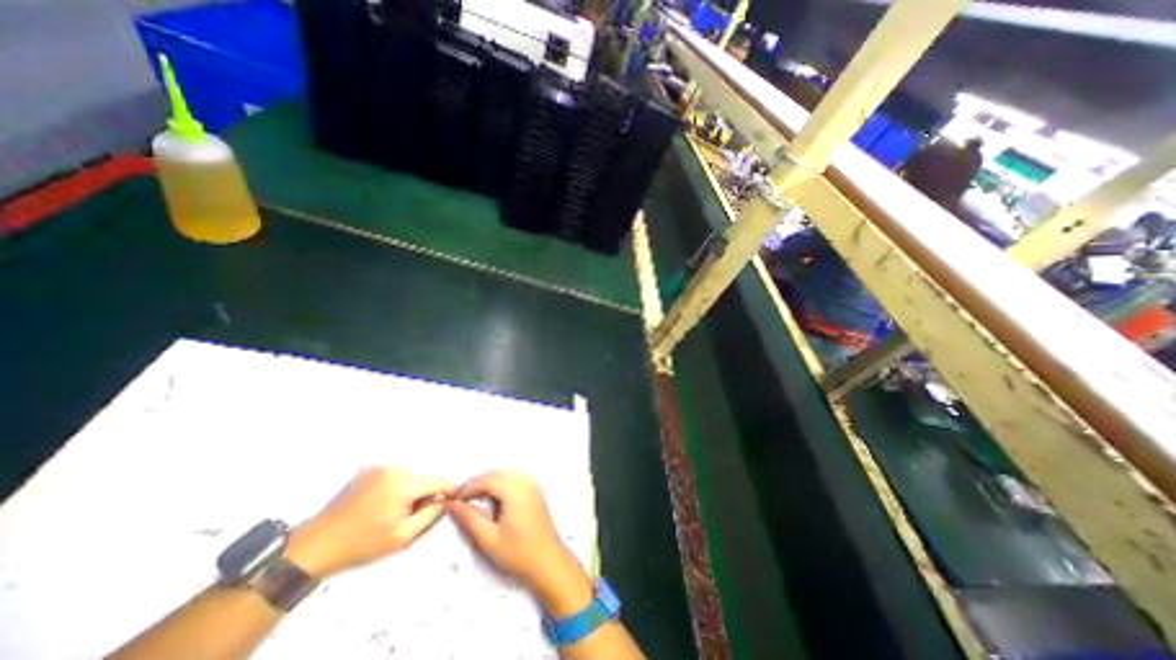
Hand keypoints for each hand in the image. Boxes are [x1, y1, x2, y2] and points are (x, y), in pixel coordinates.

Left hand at [285, 470, 451, 578]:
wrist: (313, 547)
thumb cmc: (361, 544)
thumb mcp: (403, 536)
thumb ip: (432, 515)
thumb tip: (447, 500)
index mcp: (405, 482)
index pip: (441, 480)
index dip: (448, 492)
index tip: (449, 504)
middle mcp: (395, 468)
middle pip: (425, 477)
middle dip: (426, 493)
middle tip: (412, 516)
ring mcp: (379, 467)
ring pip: (410, 475)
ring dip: (411, 490)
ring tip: (394, 513)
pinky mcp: (367, 470)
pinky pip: (393, 475)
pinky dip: (396, 487)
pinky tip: (381, 505)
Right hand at [446, 469, 593, 619]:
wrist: (548, 560)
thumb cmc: (518, 553)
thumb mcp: (489, 539)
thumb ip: (470, 519)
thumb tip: (453, 504)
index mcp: (515, 491)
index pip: (487, 479)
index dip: (469, 487)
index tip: (454, 499)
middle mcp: (525, 482)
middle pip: (496, 474)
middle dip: (477, 483)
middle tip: (462, 500)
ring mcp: (532, 484)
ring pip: (505, 474)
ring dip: (488, 482)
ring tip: (474, 499)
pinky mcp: (535, 490)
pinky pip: (514, 478)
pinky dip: (500, 483)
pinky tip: (493, 498)